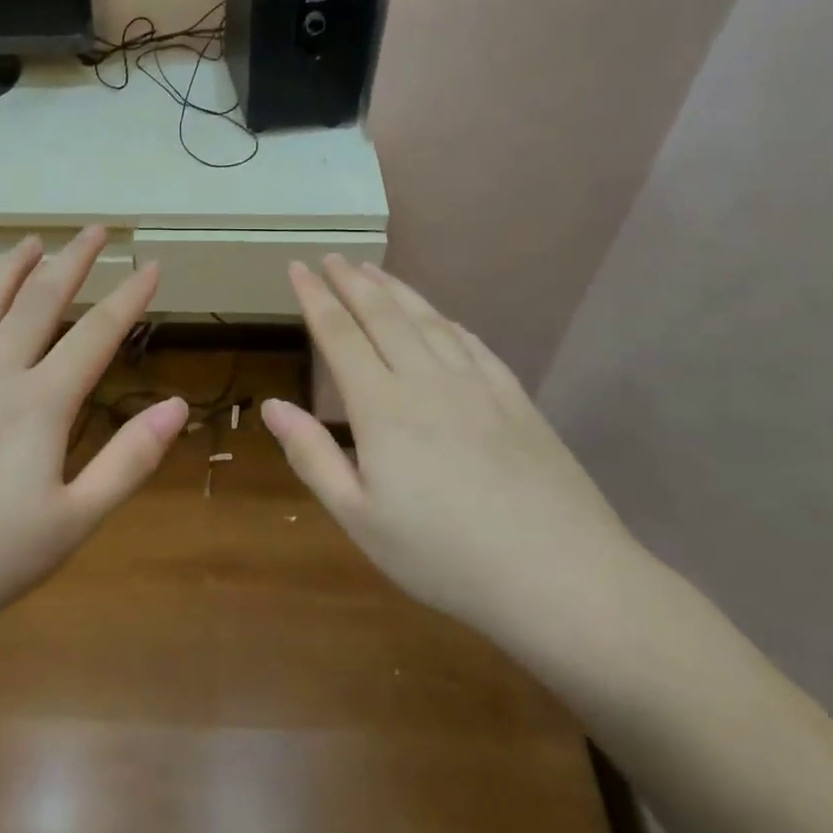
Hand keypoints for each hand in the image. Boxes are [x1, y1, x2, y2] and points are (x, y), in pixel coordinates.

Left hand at [0, 227, 187, 638]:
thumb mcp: (73, 522)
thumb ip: (129, 460)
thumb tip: (175, 406)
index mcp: (40, 404)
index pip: (96, 335)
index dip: (129, 297)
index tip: (150, 266)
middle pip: (38, 303)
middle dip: (71, 261)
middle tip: (93, 230)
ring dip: (8, 270)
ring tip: (30, 243)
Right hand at [261, 257, 649, 647]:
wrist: (560, 575)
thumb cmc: (444, 556)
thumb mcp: (359, 518)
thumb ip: (313, 457)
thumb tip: (272, 406)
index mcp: (382, 408)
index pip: (340, 336)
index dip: (315, 298)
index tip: (296, 268)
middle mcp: (427, 380)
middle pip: (383, 315)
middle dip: (352, 281)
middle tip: (331, 257)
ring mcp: (477, 385)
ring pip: (427, 320)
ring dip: (395, 290)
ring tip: (373, 269)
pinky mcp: (515, 398)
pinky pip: (472, 343)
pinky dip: (446, 320)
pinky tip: (440, 317)